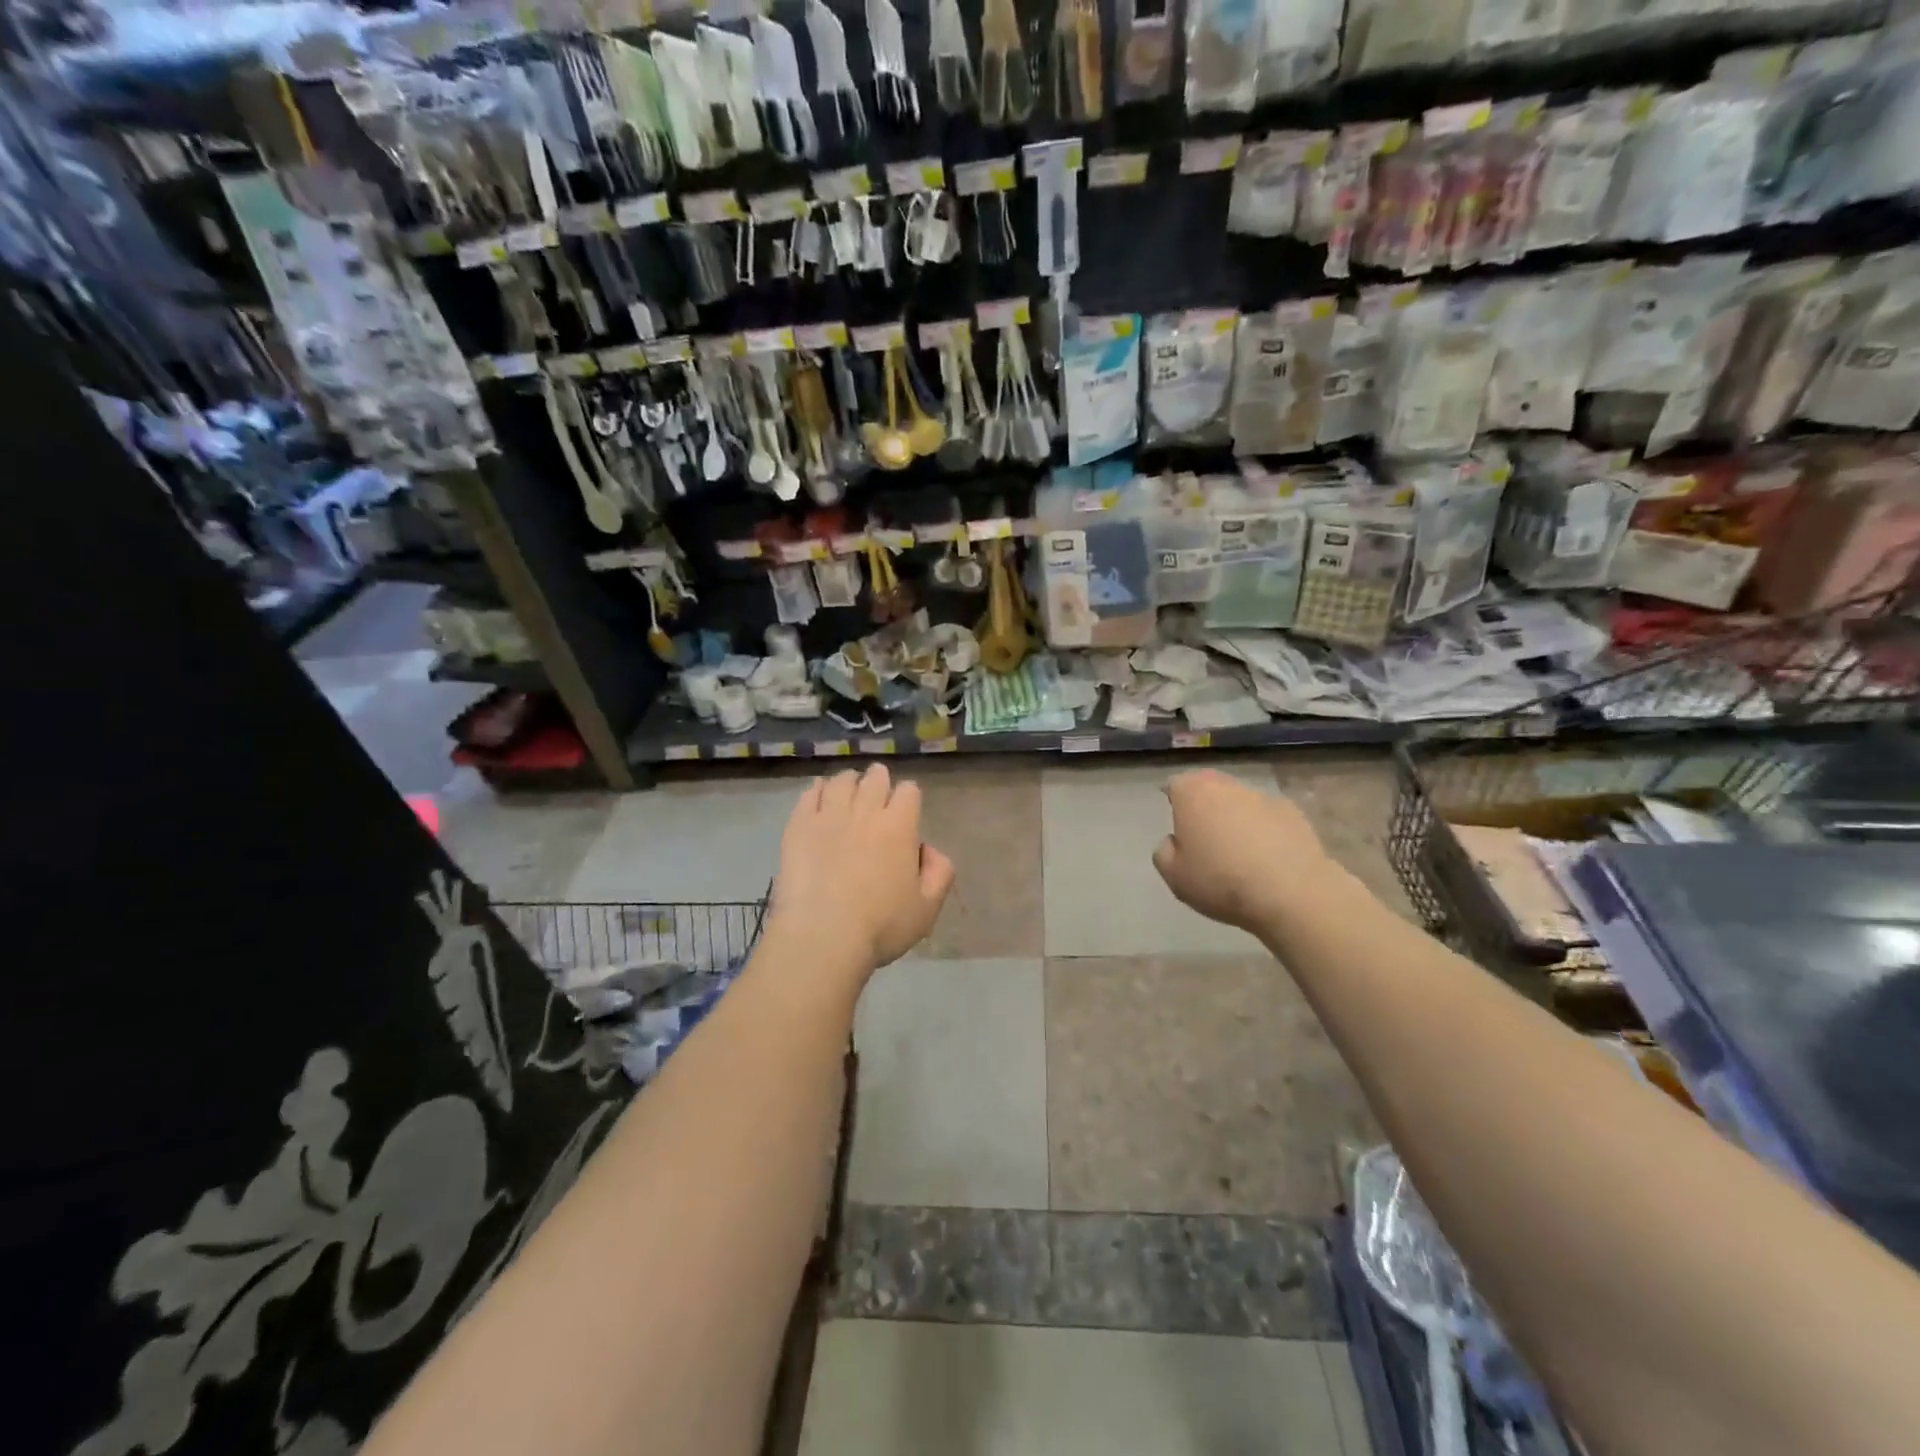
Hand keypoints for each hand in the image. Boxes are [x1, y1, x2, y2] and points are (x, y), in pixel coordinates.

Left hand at [767, 765, 955, 978]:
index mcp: (899, 827)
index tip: (905, 810)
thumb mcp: (927, 909)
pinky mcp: (798, 826)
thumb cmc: (880, 927)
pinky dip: (817, 790)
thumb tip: (929, 850)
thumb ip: (940, 873)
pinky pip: (809, 793)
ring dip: (849, 782)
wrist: (822, 937)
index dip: (909, 797)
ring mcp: (828, 815)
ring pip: (841, 781)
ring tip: (847, 791)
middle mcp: (865, 811)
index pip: (909, 791)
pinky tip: (818, 797)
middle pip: (875, 778)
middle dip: (879, 780)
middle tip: (876, 793)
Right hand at [1152, 770, 1344, 939]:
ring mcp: (1263, 797)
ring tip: (1239, 851)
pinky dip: (1265, 830)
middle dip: (1205, 805)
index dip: (1174, 802)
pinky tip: (1268, 858)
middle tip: (1204, 836)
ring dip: (1236, 817)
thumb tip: (1175, 841)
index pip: (1175, 785)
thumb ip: (1164, 852)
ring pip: (1240, 801)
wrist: (1291, 893)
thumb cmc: (1221, 881)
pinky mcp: (1293, 813)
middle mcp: (1227, 786)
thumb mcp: (1174, 876)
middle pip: (1209, 786)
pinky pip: (1269, 817)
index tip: (1177, 825)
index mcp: (1193, 794)